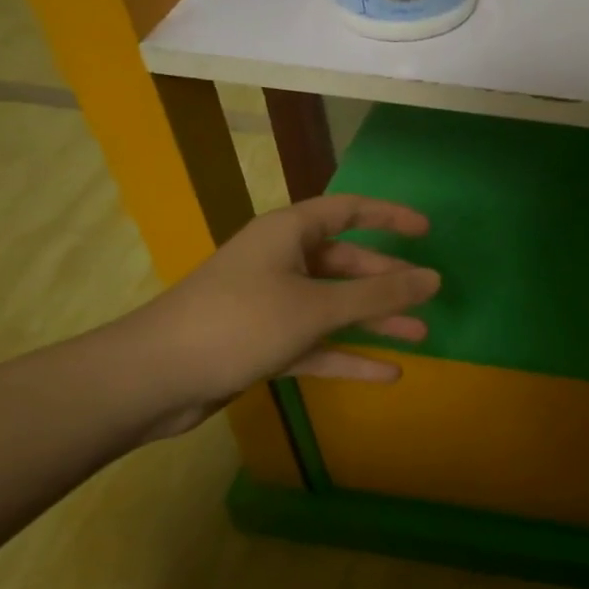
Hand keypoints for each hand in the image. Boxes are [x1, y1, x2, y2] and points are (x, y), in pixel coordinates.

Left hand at [117, 194, 439, 436]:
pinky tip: (387, 373)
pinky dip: (348, 355)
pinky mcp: (263, 342)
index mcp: (288, 234)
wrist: (154, 379)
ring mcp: (271, 304)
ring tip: (420, 336)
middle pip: (346, 263)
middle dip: (388, 282)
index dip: (389, 216)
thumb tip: (434, 279)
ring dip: (375, 321)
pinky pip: (317, 342)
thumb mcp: (316, 307)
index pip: (348, 210)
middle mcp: (281, 262)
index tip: (426, 232)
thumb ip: (378, 295)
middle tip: (427, 298)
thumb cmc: (240, 323)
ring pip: (335, 306)